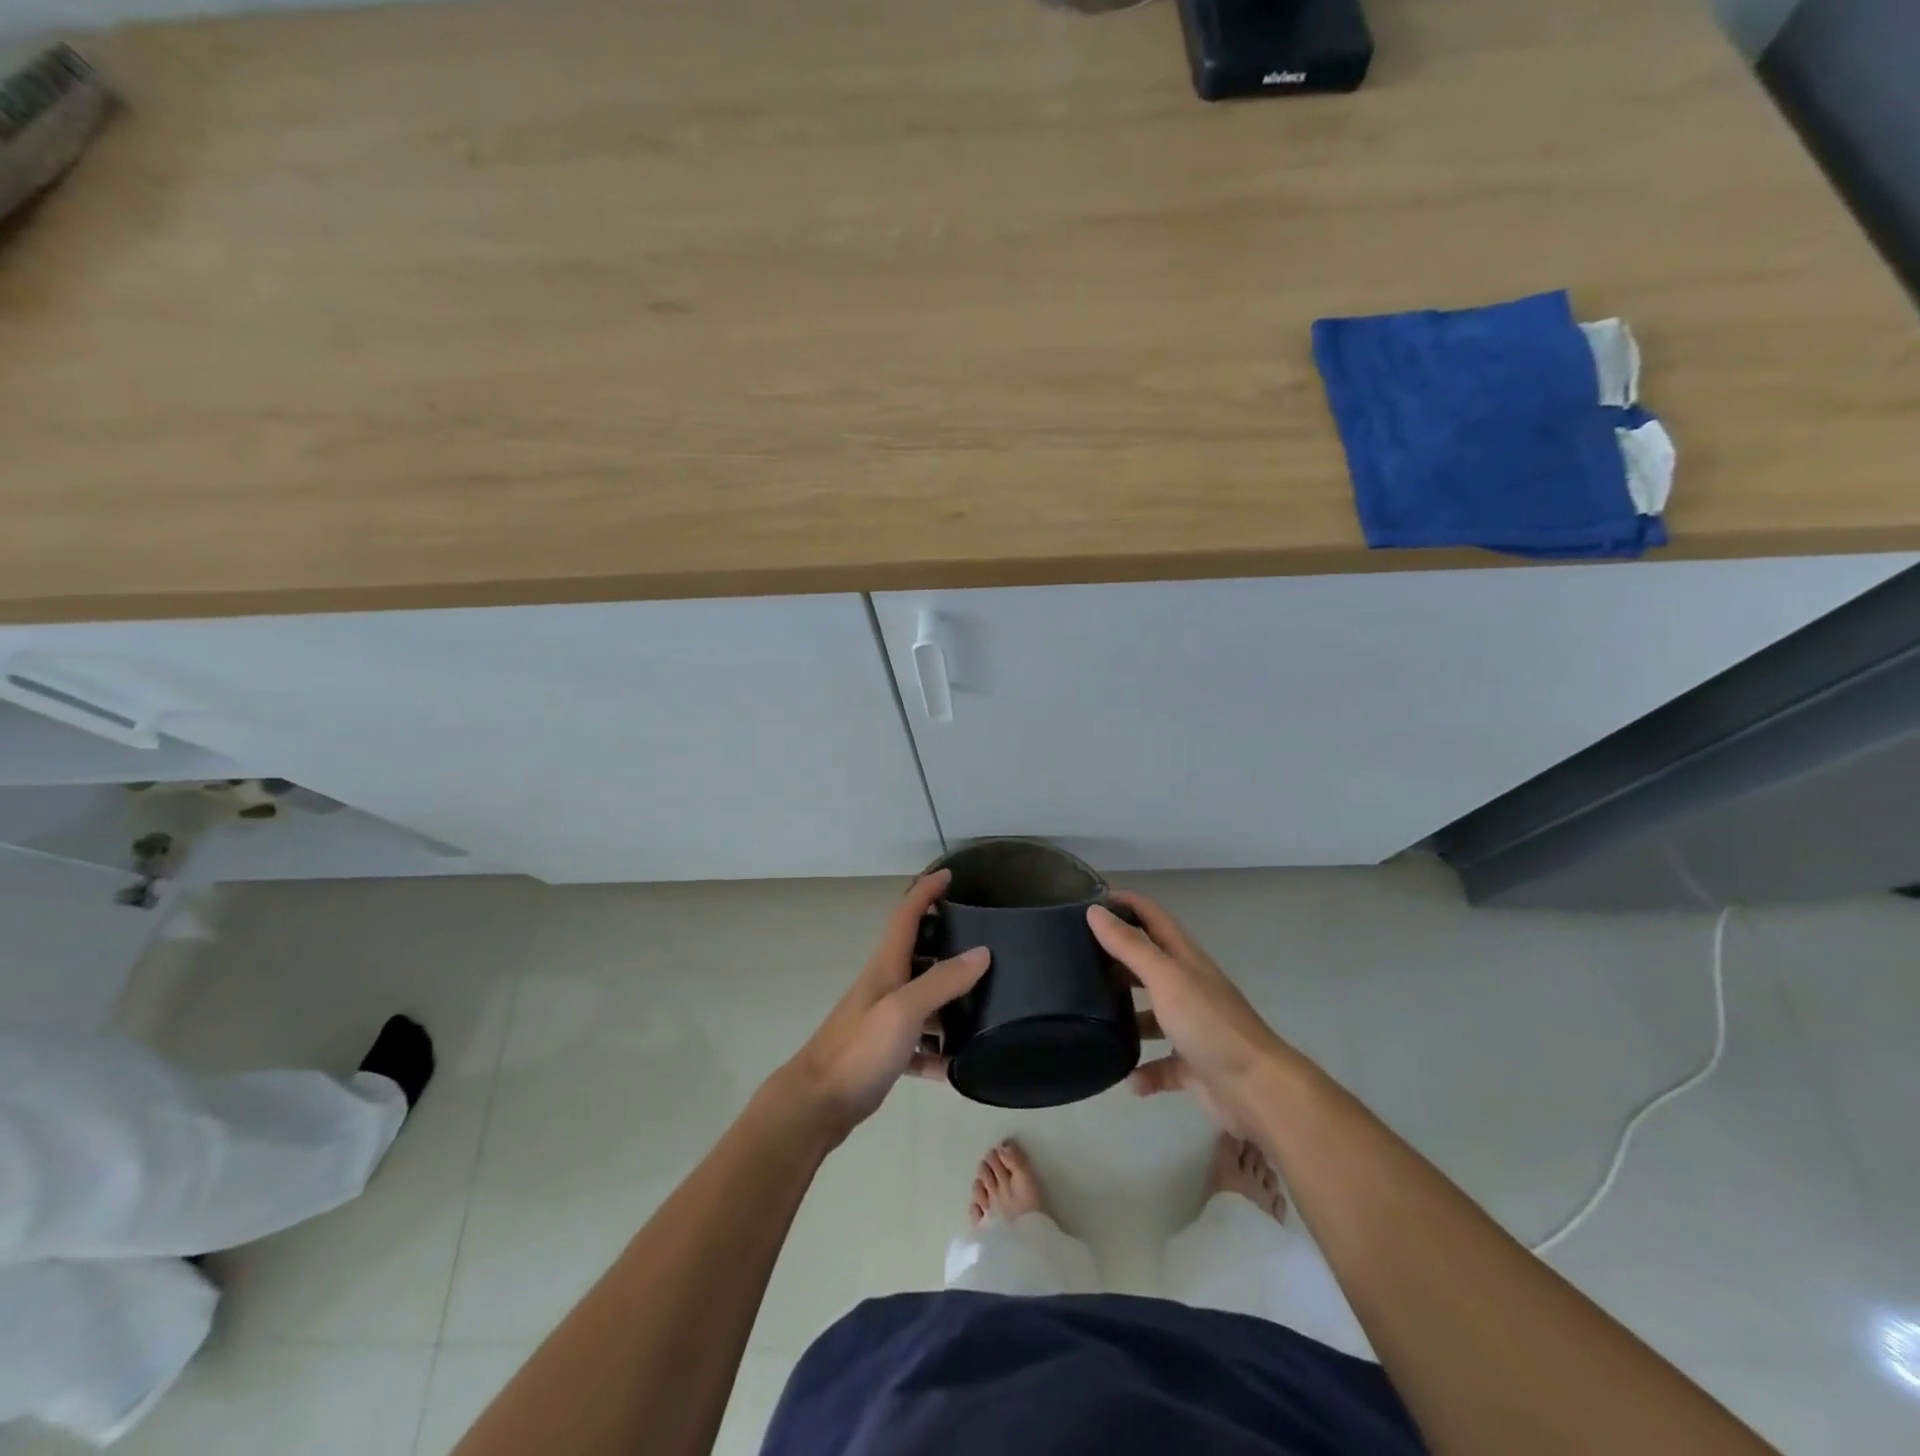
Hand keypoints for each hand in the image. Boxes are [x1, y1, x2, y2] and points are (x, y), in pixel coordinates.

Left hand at [773, 869, 989, 1143]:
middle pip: (919, 953)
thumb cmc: (859, 1049)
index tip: (949, 875)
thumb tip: (982, 952)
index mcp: (886, 966)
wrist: (816, 1104)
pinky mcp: (885, 1053)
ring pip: (924, 1000)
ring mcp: (884, 1020)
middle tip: (985, 943)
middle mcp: (886, 986)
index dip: (926, 891)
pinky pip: (920, 1044)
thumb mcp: (904, 1010)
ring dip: (950, 1000)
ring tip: (987, 1003)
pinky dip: (938, 1050)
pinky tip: (958, 1065)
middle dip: (947, 943)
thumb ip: (942, 981)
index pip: (907, 914)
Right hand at [1088, 893, 1295, 1137]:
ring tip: (1091, 1019)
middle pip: (1148, 963)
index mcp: (1184, 959)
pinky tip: (1129, 1080)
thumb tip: (1094, 911)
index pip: (1153, 917)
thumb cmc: (1208, 1022)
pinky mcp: (1192, 1066)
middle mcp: (1188, 987)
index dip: (1126, 903)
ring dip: (1127, 1017)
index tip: (1090, 900)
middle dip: (1117, 958)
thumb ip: (1130, 946)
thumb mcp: (1165, 977)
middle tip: (1077, 958)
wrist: (1257, 1088)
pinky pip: (1161, 1065)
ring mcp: (1191, 1027)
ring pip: (1152, 1015)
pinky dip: (1144, 1071)